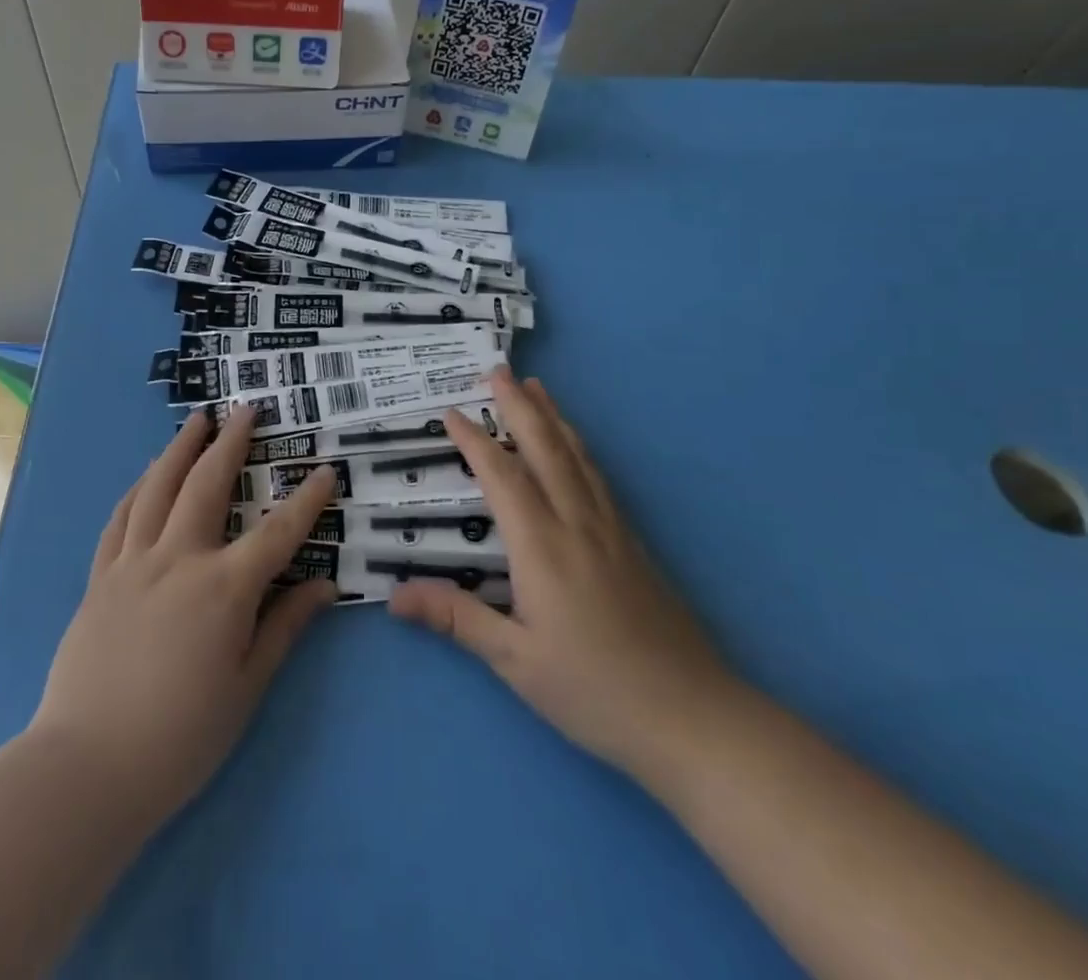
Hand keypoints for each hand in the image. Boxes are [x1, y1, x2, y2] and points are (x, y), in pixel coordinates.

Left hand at [30, 406, 338, 826]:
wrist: (88, 766)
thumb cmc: (181, 737)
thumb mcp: (247, 687)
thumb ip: (284, 628)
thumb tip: (323, 586)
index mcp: (223, 589)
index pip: (277, 532)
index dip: (306, 500)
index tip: (325, 470)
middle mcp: (178, 560)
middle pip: (207, 485)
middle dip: (231, 443)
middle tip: (246, 410)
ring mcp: (133, 563)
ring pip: (158, 488)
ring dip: (181, 448)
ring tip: (197, 420)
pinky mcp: (100, 577)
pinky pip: (121, 518)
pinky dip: (138, 488)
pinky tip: (147, 475)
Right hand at [390, 369, 735, 780]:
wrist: (692, 717)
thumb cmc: (594, 691)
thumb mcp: (515, 662)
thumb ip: (457, 618)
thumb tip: (395, 595)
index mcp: (542, 547)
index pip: (501, 477)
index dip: (474, 441)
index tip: (450, 412)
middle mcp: (576, 523)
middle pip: (544, 449)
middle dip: (518, 406)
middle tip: (498, 370)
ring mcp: (610, 529)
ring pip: (576, 456)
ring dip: (552, 417)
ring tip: (537, 387)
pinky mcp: (633, 542)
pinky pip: (598, 477)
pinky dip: (579, 447)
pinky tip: (576, 445)